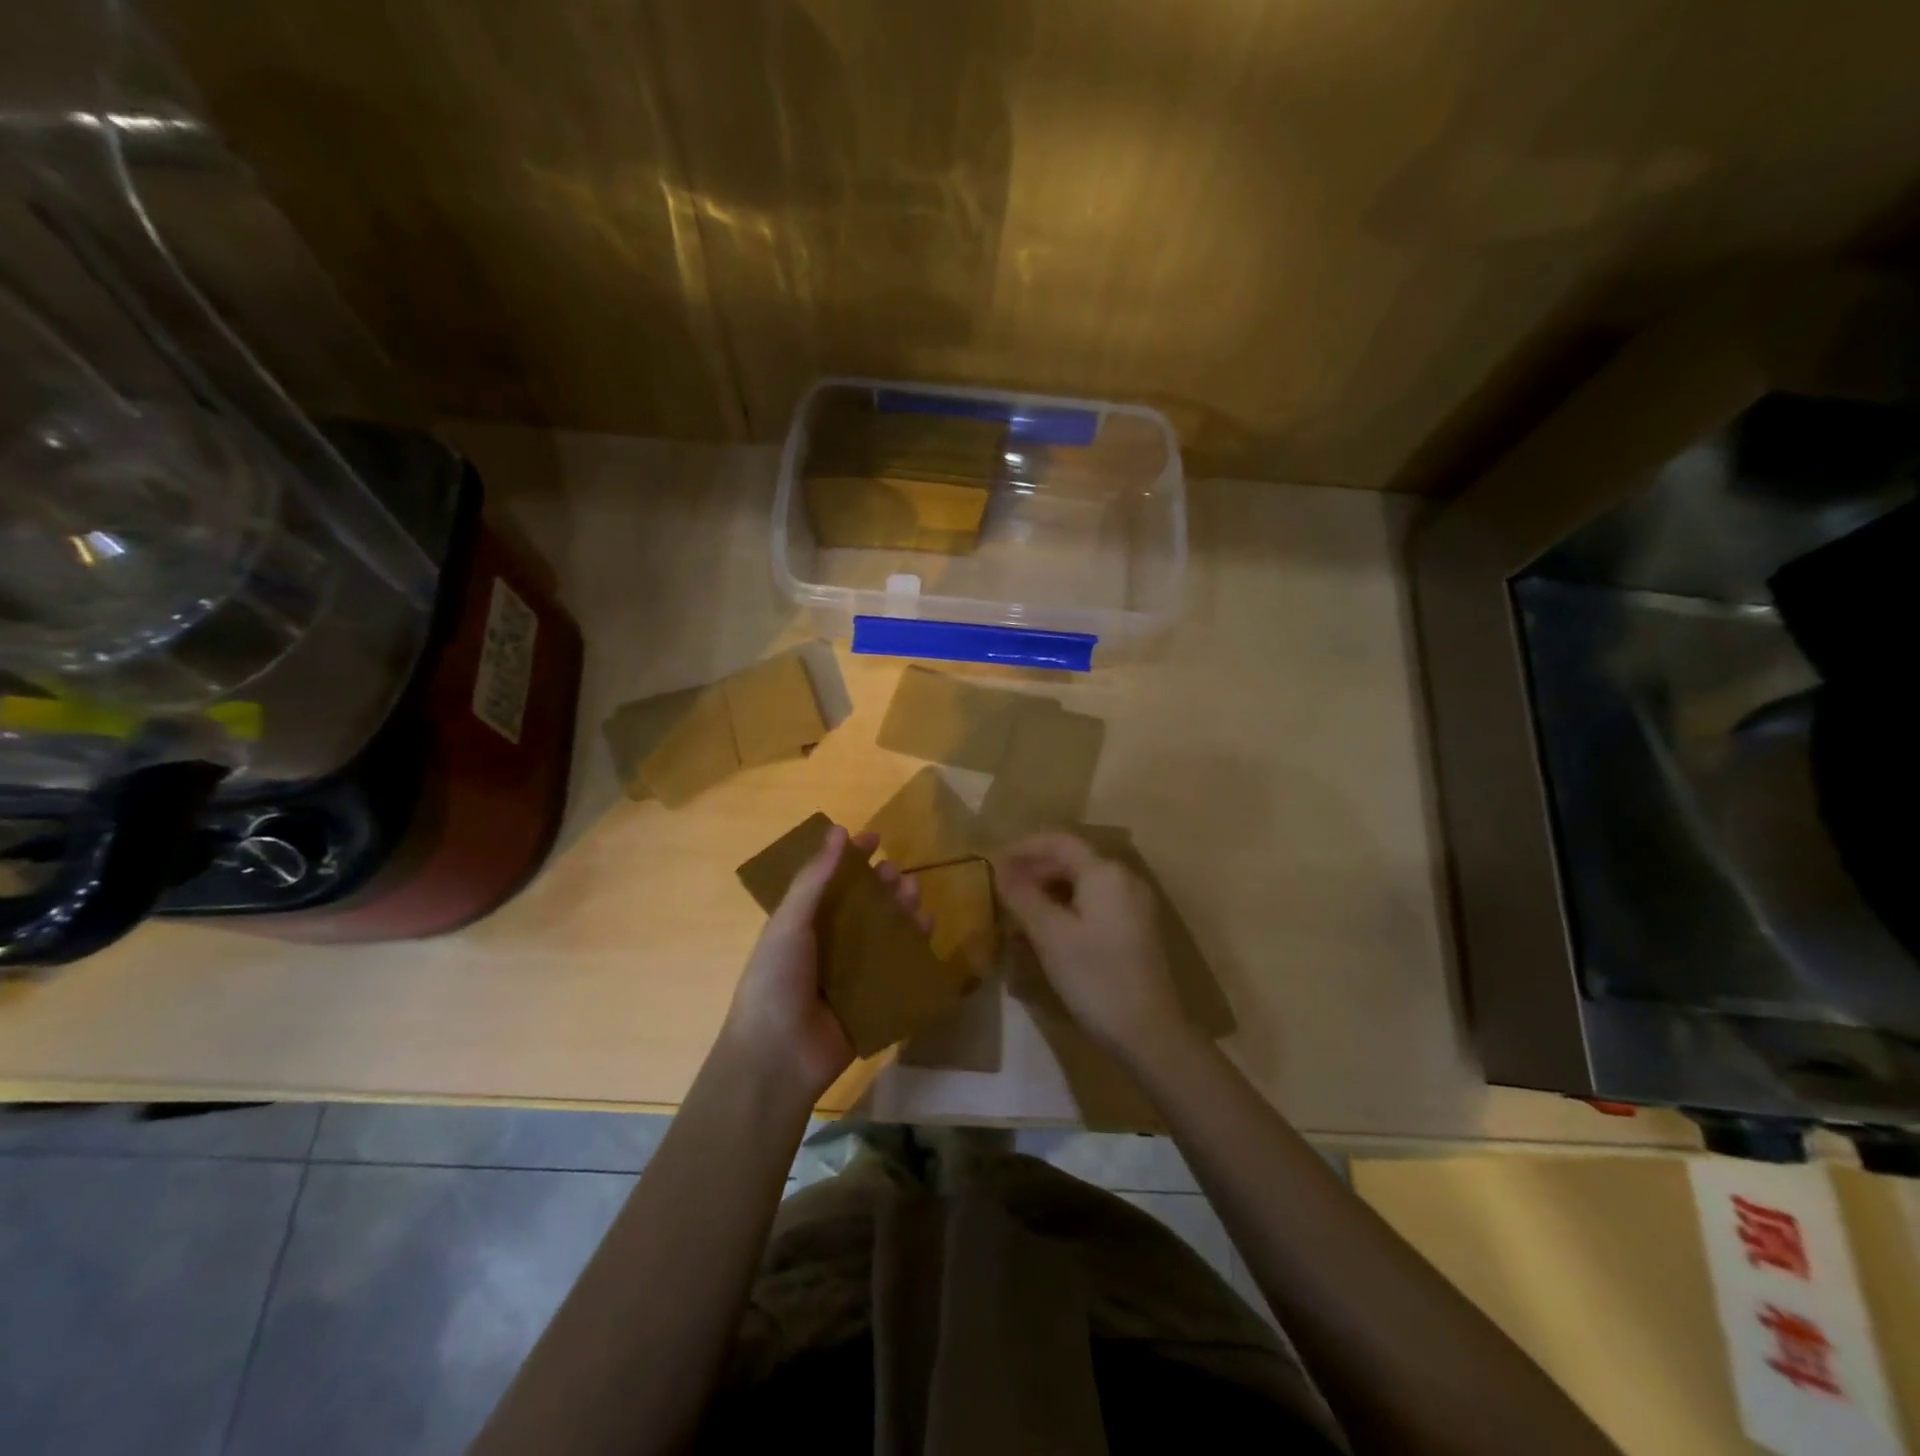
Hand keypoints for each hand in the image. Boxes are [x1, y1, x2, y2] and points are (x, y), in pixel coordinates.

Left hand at [720, 825, 927, 1103]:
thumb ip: (814, 879)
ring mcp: (852, 974)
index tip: (875, 837)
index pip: (831, 881)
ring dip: (901, 911)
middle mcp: (829, 944)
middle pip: (864, 906)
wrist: (778, 1058)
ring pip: (885, 933)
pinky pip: (899, 968)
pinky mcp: (873, 1000)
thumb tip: (837, 830)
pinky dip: (915, 947)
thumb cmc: (775, 980)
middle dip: (883, 885)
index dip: (851, 858)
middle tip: (898, 874)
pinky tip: (928, 929)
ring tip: (915, 896)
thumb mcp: (789, 923)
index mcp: (803, 924)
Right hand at [994, 831, 1195, 1065]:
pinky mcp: (1136, 928)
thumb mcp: (1050, 935)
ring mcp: (1134, 904)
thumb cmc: (1095, 977)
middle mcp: (1124, 878)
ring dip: (1050, 886)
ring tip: (1019, 905)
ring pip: (1084, 881)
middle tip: (1002, 886)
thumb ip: (1023, 897)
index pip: (1059, 842)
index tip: (993, 862)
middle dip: (1035, 867)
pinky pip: (1096, 900)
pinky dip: (1068, 903)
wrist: (1149, 1032)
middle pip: (1073, 858)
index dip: (1024, 847)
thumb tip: (1000, 871)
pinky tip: (1048, 925)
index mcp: (1105, 872)